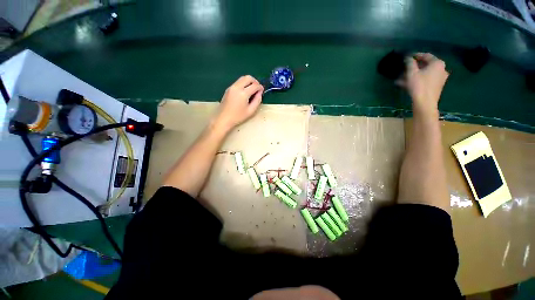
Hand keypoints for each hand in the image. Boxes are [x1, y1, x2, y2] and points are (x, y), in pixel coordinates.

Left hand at [212, 75, 263, 132]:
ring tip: (252, 90)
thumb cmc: (238, 117)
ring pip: (242, 78)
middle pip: (248, 78)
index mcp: (243, 93)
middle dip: (255, 81)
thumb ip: (257, 100)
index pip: (254, 85)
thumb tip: (260, 93)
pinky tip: (245, 92)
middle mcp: (237, 87)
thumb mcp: (251, 111)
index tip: (262, 90)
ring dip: (249, 82)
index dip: (260, 87)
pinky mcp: (228, 89)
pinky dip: (243, 84)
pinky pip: (238, 82)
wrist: (223, 118)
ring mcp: (231, 87)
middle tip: (258, 88)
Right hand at [399, 53, 448, 114]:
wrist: (425, 103)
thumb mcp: (412, 73)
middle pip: (426, 65)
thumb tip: (408, 57)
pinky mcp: (437, 86)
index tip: (408, 57)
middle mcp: (441, 69)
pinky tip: (407, 84)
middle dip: (414, 67)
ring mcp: (440, 78)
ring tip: (402, 79)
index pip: (426, 56)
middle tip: (404, 69)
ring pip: (425, 74)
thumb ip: (410, 63)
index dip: (416, 56)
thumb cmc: (419, 86)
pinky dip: (417, 80)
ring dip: (414, 75)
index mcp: (437, 63)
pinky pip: (426, 80)